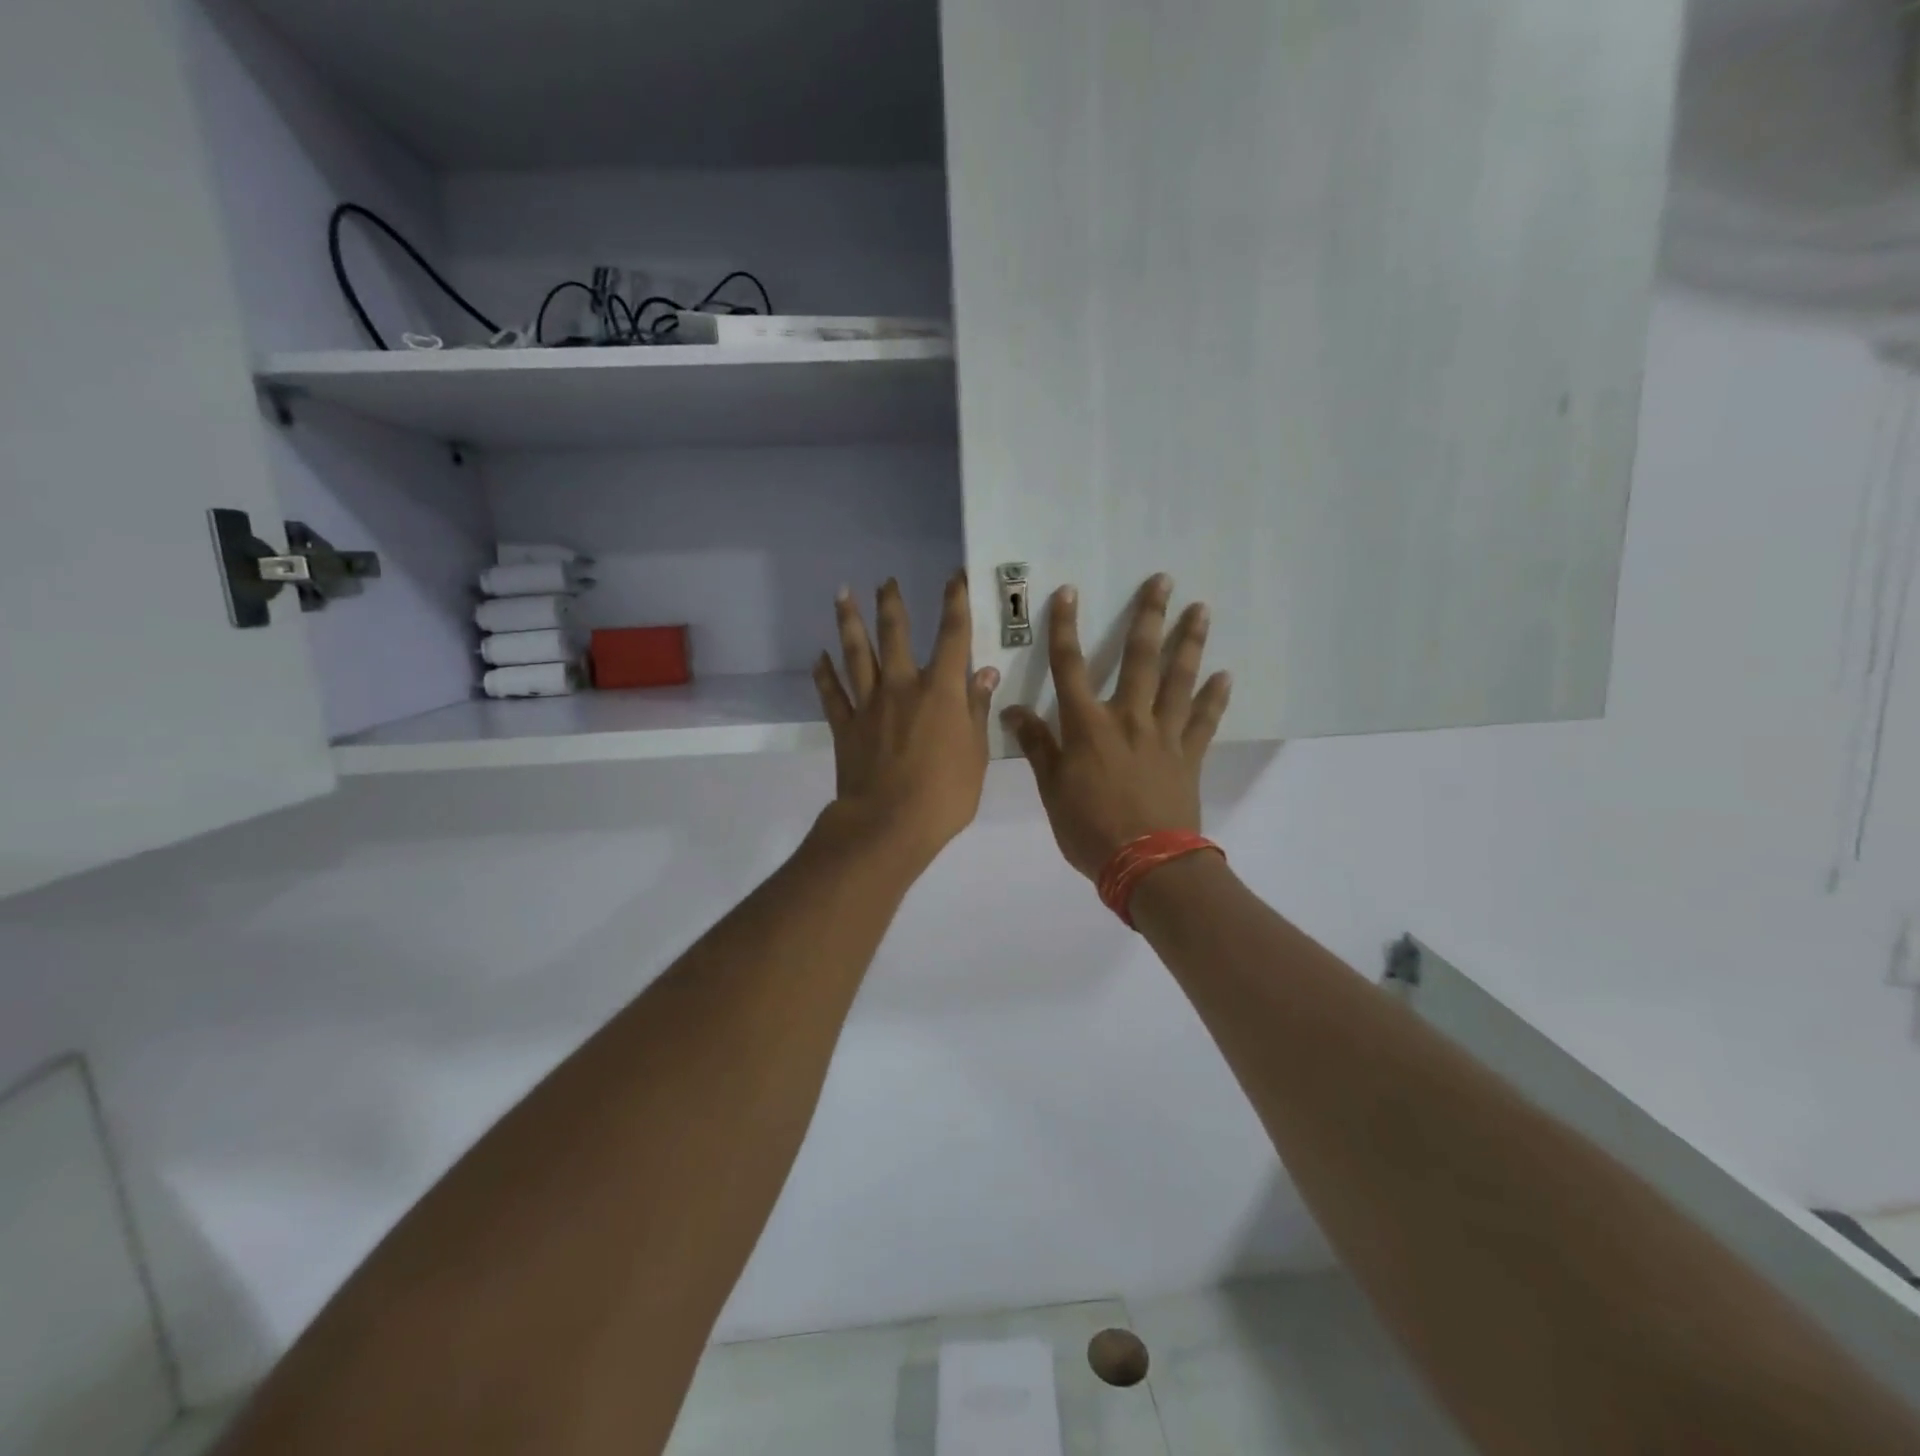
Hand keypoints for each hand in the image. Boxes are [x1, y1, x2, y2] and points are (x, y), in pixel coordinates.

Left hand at [812, 574, 999, 869]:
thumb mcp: (976, 754)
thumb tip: (985, 672)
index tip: (953, 577)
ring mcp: (869, 704)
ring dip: (849, 623)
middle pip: (894, 634)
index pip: (952, 636)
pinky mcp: (845, 726)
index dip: (955, 603)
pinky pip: (831, 693)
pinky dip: (824, 674)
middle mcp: (902, 687)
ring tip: (842, 595)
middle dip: (892, 604)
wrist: (889, 824)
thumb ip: (977, 710)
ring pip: (855, 654)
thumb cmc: (944, 794)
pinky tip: (818, 657)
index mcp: (940, 691)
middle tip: (886, 580)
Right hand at [1002, 574, 1231, 880]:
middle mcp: (1128, 718)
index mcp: (1087, 725)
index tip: (1069, 592)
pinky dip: (1216, 698)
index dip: (1065, 628)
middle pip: (1139, 659)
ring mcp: (1164, 735)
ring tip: (1201, 610)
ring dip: (1190, 643)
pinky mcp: (1189, 756)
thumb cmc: (1089, 828)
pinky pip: (1205, 720)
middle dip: (1149, 617)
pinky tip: (1225, 675)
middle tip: (1163, 581)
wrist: (1146, 864)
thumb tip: (1012, 710)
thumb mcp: (1050, 790)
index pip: (1070, 666)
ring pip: (1179, 680)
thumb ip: (1036, 745)